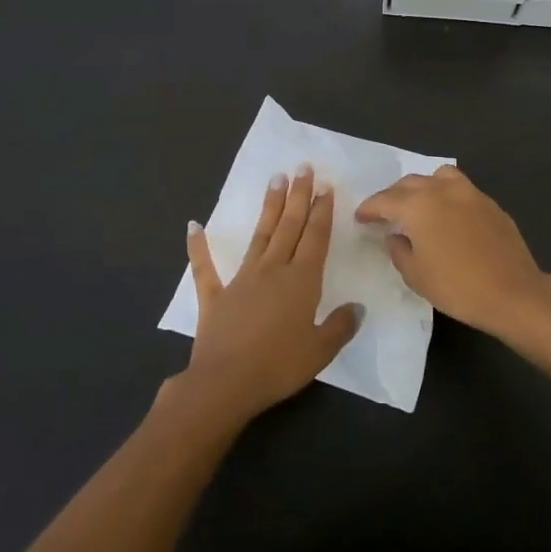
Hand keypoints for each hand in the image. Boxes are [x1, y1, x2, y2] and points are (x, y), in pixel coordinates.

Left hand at [175, 166, 359, 423]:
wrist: (225, 383)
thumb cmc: (279, 366)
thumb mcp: (320, 350)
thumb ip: (340, 326)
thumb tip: (356, 308)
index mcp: (301, 282)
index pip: (315, 238)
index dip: (322, 212)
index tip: (325, 186)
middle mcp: (273, 271)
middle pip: (289, 227)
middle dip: (298, 196)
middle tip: (302, 168)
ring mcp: (241, 280)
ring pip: (259, 236)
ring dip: (269, 208)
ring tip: (275, 180)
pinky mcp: (215, 296)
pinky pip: (205, 268)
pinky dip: (198, 247)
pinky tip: (193, 226)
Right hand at [355, 166, 550, 338]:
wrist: (513, 292)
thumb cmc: (457, 287)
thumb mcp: (415, 275)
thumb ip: (398, 250)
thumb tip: (396, 236)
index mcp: (418, 205)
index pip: (384, 200)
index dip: (369, 209)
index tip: (360, 217)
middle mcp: (442, 190)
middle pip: (410, 183)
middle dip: (393, 196)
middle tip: (385, 213)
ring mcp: (470, 193)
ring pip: (438, 177)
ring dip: (423, 187)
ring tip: (419, 206)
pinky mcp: (490, 203)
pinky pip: (460, 190)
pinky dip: (447, 196)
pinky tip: (448, 217)